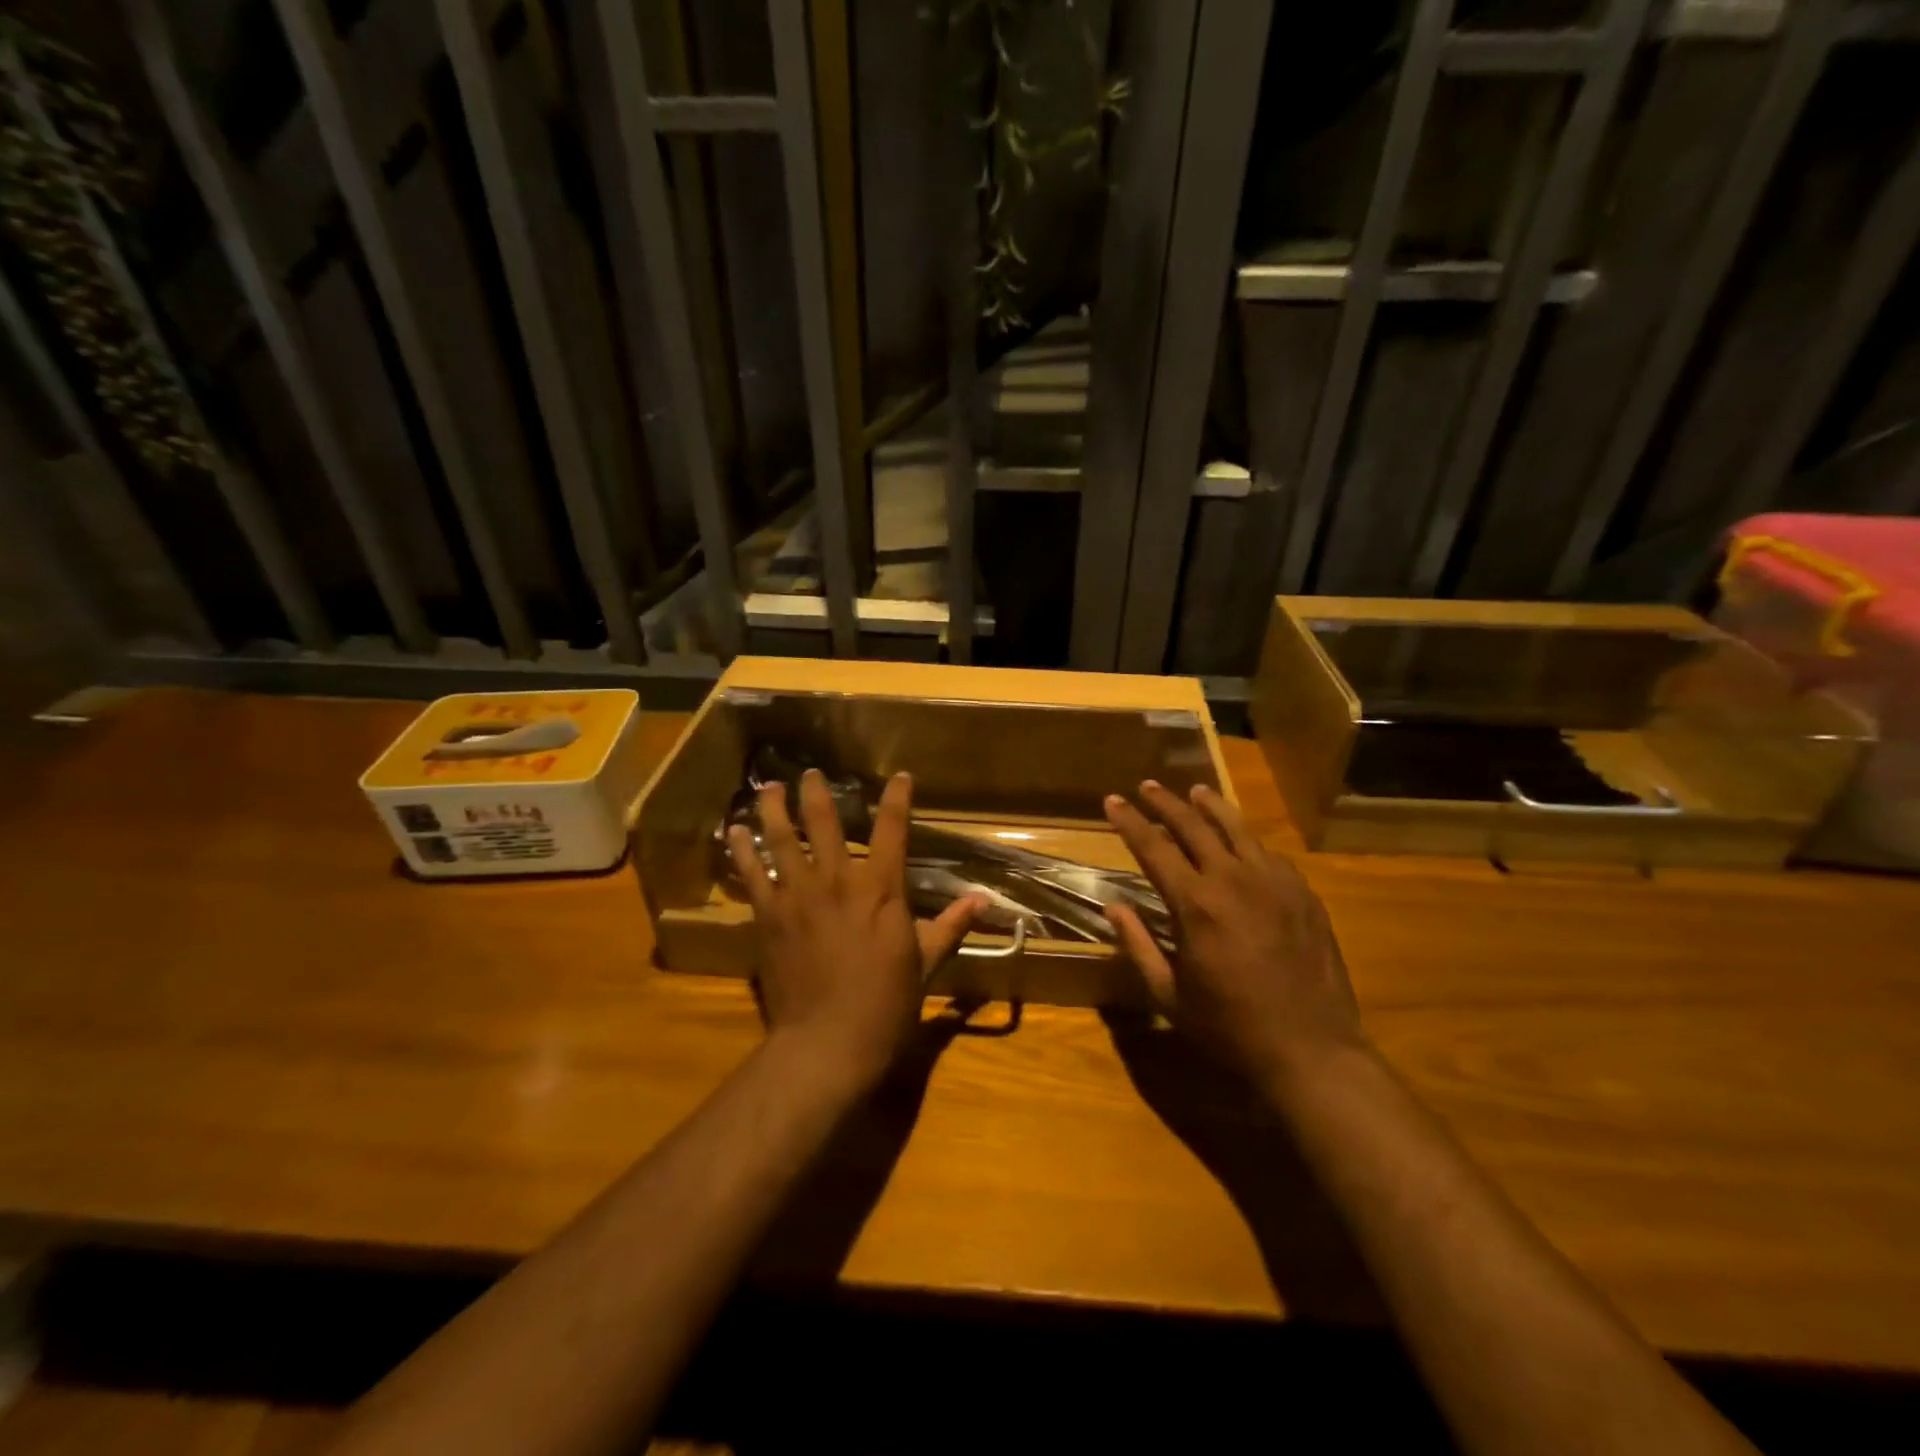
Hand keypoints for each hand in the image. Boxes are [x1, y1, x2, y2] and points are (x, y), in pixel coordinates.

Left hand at [727, 769, 981, 1091]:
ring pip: (782, 839)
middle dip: (817, 793)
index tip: (900, 777)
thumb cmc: (885, 1006)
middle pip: (824, 823)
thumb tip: (983, 901)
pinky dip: (743, 850)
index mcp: (881, 890)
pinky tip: (735, 831)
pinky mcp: (769, 917)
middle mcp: (838, 881)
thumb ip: (949, 926)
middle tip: (809, 773)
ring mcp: (798, 896)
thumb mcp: (925, 964)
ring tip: (768, 787)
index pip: (893, 830)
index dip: (897, 798)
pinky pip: (752, 874)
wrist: (828, 1043)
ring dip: (774, 809)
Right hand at [1103, 780, 1364, 1091]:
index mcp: (1196, 905)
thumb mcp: (1169, 995)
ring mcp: (1274, 882)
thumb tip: (1113, 906)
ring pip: (1237, 828)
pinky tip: (1241, 839)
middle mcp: (1234, 880)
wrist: (1312, 1052)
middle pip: (1193, 825)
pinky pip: (1269, 853)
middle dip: (1165, 803)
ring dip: (1211, 806)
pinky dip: (1247, 839)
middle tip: (1147, 786)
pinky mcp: (1303, 893)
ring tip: (1195, 790)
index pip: (1153, 847)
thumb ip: (1138, 945)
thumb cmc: (1230, 1028)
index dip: (1129, 821)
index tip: (1112, 800)